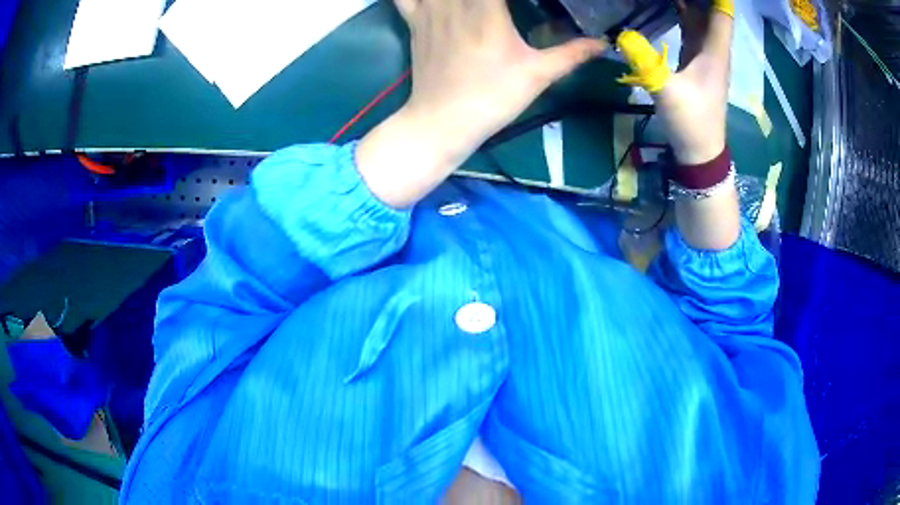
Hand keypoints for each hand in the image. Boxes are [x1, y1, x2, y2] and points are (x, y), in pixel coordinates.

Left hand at [356, 0, 604, 207]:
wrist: (442, 121)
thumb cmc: (492, 98)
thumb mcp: (537, 76)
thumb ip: (571, 54)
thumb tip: (604, 43)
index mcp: (486, 8)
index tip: (528, 0)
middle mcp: (454, 1)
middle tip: (504, 3)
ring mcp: (429, 8)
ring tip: (481, 2)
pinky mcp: (414, 20)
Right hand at [617, 0, 738, 249]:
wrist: (700, 153)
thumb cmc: (691, 122)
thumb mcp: (667, 92)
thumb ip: (646, 62)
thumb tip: (622, 33)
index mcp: (714, 52)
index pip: (721, 14)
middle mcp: (714, 51)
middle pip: (712, 13)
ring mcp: (706, 58)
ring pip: (702, 21)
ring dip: (692, 4)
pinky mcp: (696, 64)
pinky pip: (693, 32)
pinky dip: (685, 17)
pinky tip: (671, 6)